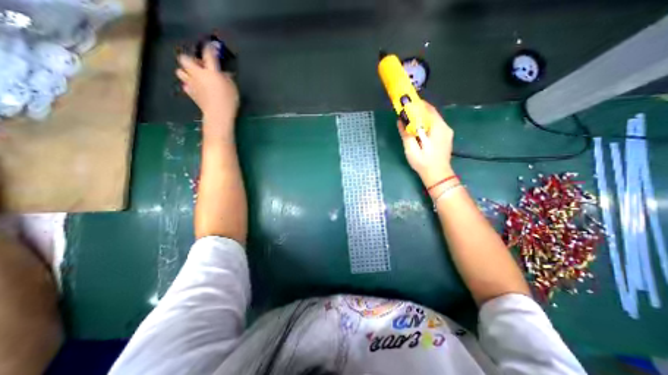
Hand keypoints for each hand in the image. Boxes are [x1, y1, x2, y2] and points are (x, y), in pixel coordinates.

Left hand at [177, 42, 239, 135]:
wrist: (218, 115)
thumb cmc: (228, 101)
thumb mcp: (232, 88)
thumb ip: (227, 78)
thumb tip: (223, 73)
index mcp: (210, 71)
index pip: (208, 54)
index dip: (210, 48)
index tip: (212, 47)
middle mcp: (197, 74)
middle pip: (185, 59)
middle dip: (191, 60)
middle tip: (201, 66)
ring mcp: (192, 84)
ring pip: (180, 71)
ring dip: (187, 72)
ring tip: (196, 77)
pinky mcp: (190, 94)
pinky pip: (185, 85)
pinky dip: (189, 85)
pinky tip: (197, 89)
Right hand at [395, 101, 453, 187]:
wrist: (438, 176)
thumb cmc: (424, 163)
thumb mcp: (411, 150)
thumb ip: (406, 134)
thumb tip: (400, 121)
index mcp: (438, 128)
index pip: (428, 110)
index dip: (417, 105)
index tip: (407, 103)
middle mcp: (445, 127)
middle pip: (431, 114)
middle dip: (419, 111)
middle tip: (406, 111)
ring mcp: (447, 133)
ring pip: (433, 120)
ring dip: (422, 118)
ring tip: (410, 119)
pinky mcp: (445, 137)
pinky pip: (435, 126)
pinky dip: (426, 124)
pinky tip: (418, 129)